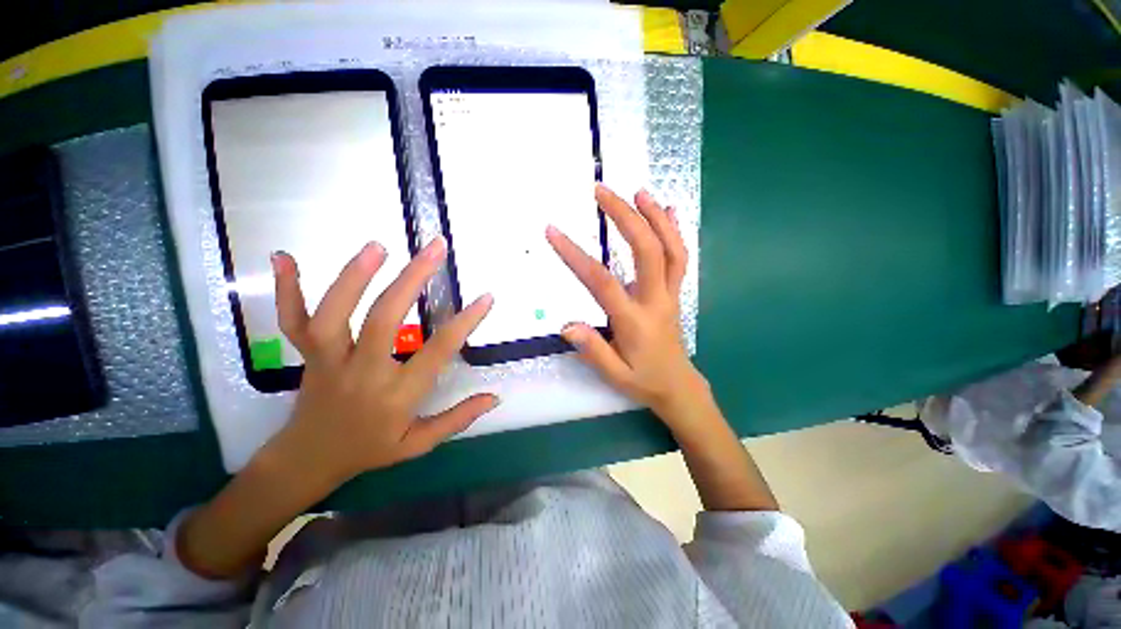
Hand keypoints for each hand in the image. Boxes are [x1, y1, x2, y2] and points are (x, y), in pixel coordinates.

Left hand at [268, 237, 497, 484]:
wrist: (308, 460)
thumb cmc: (370, 448)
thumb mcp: (420, 443)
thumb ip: (459, 418)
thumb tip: (495, 396)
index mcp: (396, 395)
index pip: (437, 351)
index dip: (465, 322)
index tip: (486, 297)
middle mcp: (362, 373)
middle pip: (384, 320)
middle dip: (412, 279)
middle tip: (435, 248)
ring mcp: (328, 361)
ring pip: (334, 316)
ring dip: (354, 277)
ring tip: (379, 245)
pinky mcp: (306, 355)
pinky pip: (292, 321)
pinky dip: (285, 290)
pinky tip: (284, 256)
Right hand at [546, 185, 708, 425]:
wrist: (679, 386)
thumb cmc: (644, 381)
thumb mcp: (615, 375)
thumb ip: (592, 350)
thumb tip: (567, 325)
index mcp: (635, 321)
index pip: (602, 282)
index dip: (576, 255)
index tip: (554, 232)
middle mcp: (656, 300)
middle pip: (647, 250)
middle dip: (625, 216)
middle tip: (603, 192)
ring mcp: (670, 293)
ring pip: (671, 249)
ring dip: (655, 217)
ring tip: (638, 191)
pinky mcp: (676, 292)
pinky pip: (680, 258)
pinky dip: (674, 232)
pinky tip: (668, 212)